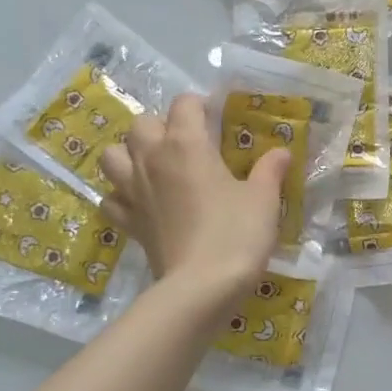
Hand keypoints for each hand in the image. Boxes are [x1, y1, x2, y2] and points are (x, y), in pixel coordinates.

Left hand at [100, 94, 289, 311]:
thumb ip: (269, 170)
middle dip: (161, 125)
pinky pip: (110, 198)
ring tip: (152, 165)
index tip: (217, 117)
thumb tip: (280, 151)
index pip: (185, 104)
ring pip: (112, 155)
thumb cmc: (237, 234)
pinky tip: (139, 202)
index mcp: (186, 144)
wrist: (203, 286)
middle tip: (186, 143)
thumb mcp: (263, 199)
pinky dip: (120, 196)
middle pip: (141, 123)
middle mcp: (152, 158)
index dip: (201, 105)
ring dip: (128, 154)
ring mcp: (133, 191)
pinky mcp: (127, 222)